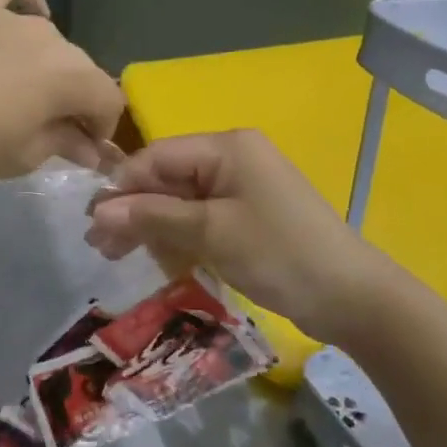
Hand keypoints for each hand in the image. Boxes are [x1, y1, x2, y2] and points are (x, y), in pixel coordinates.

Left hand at [0, 0, 124, 191]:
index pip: (107, 98)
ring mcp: (4, 12)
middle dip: (72, 99)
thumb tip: (89, 146)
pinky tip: (21, 13)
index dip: (100, 127)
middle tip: (46, 129)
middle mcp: (46, 36)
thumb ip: (61, 144)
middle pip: (77, 66)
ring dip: (44, 63)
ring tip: (18, 89)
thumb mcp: (17, 158)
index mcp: (66, 76)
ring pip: (44, 35)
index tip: (79, 148)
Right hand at [85, 130, 403, 343]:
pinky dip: (177, 236)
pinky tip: (157, 258)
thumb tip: (98, 212)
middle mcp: (232, 158)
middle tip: (100, 245)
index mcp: (226, 147)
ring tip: (117, 254)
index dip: (122, 188)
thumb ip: (152, 217)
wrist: (353, 298)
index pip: (156, 157)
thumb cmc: (279, 253)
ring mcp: (241, 188)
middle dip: (133, 210)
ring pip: (180, 200)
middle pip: (166, 178)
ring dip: (150, 226)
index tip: (93, 222)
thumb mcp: (210, 233)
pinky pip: (200, 218)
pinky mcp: (247, 215)